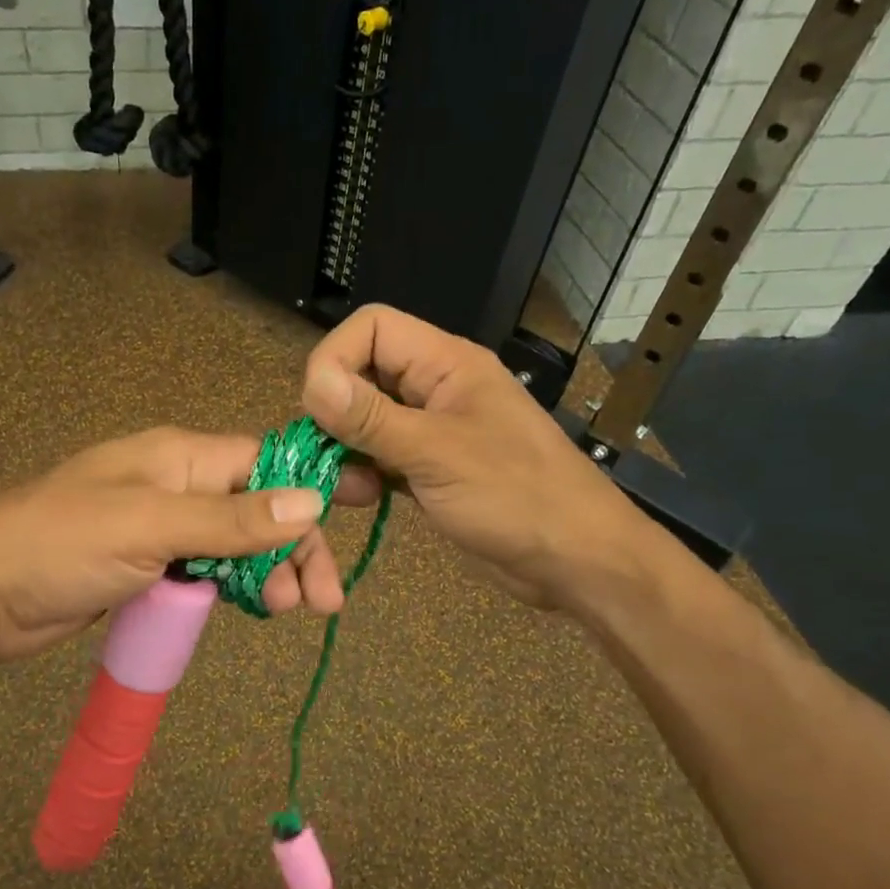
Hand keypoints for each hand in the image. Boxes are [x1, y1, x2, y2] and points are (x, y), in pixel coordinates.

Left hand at [0, 427, 379, 662]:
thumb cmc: (59, 544)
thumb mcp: (150, 526)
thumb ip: (230, 519)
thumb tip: (311, 502)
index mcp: (179, 456)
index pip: (264, 463)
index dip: (313, 484)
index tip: (364, 504)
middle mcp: (176, 485)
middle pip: (257, 508)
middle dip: (294, 547)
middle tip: (322, 599)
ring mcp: (162, 528)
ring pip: (236, 545)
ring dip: (269, 573)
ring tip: (291, 611)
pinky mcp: (148, 568)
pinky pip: (208, 572)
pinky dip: (235, 589)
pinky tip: (256, 610)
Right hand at [300, 304, 636, 609]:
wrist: (575, 560)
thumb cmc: (516, 496)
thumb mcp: (438, 454)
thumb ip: (372, 418)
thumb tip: (313, 382)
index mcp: (447, 364)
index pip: (373, 328)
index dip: (335, 356)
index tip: (317, 407)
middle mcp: (435, 389)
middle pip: (363, 373)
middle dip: (335, 409)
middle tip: (323, 451)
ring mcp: (432, 430)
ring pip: (367, 419)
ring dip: (345, 447)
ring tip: (344, 485)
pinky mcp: (430, 469)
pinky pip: (381, 456)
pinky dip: (362, 472)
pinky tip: (361, 498)